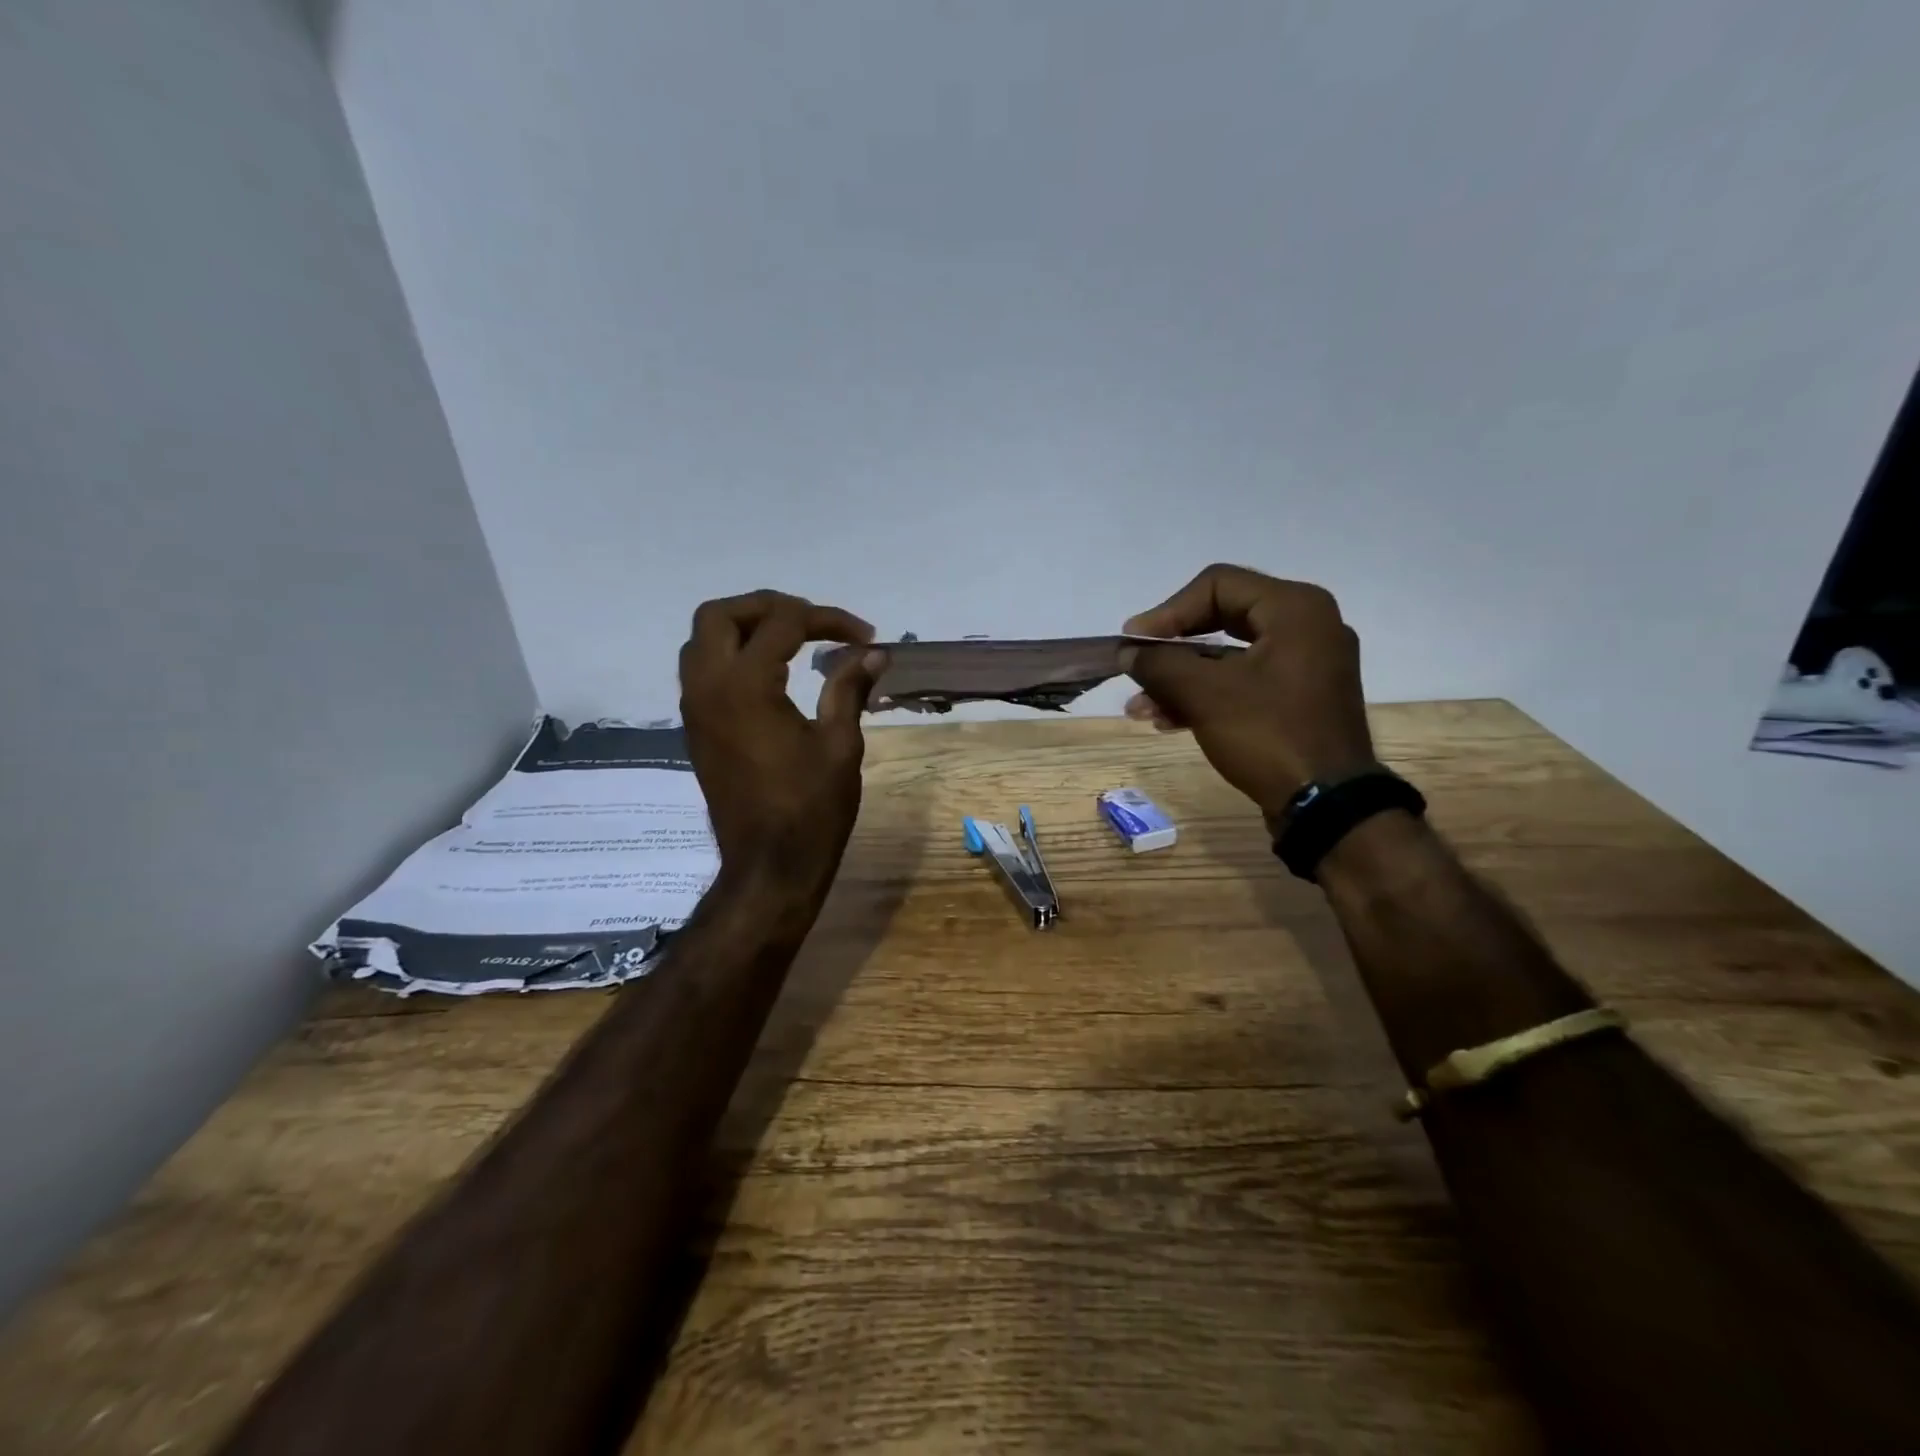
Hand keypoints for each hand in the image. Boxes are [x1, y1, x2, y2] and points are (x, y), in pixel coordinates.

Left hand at [679, 590, 883, 896]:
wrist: (769, 867)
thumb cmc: (811, 808)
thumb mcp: (840, 745)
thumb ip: (849, 688)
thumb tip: (874, 652)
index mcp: (746, 686)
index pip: (783, 623)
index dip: (828, 620)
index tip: (864, 636)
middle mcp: (708, 687)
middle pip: (720, 615)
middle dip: (768, 606)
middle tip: (811, 621)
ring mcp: (694, 709)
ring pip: (702, 641)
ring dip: (743, 628)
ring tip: (789, 640)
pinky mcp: (695, 730)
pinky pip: (702, 671)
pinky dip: (731, 655)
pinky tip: (770, 674)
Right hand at [1119, 565, 1375, 819]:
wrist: (1328, 806)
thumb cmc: (1268, 735)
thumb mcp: (1204, 695)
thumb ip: (1160, 664)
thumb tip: (1128, 652)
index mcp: (1295, 608)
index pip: (1217, 585)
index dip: (1167, 611)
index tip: (1134, 644)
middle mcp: (1307, 626)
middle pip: (1221, 619)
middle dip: (1171, 649)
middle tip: (1136, 667)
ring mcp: (1307, 665)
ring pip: (1229, 657)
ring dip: (1181, 679)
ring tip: (1140, 708)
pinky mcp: (1300, 699)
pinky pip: (1245, 683)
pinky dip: (1207, 696)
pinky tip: (1168, 720)